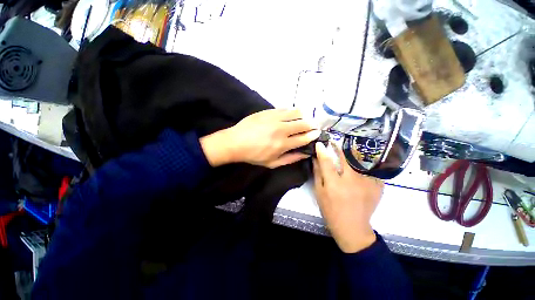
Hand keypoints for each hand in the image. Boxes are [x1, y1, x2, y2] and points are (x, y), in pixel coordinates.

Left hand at [200, 109, 319, 167]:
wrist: (235, 142)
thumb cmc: (254, 155)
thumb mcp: (272, 163)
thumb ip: (290, 159)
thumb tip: (305, 154)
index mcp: (282, 144)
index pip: (304, 138)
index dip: (313, 135)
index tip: (317, 133)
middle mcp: (281, 130)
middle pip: (303, 124)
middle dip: (312, 124)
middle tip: (314, 125)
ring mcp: (274, 118)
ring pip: (296, 112)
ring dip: (304, 115)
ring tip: (305, 118)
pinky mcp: (268, 111)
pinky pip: (285, 108)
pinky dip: (292, 111)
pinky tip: (293, 113)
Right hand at [313, 142, 383, 252]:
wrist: (353, 227)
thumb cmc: (331, 210)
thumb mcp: (319, 192)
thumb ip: (318, 174)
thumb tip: (316, 158)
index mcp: (334, 184)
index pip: (327, 162)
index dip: (323, 151)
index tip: (320, 143)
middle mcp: (352, 181)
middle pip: (345, 158)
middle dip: (338, 148)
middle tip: (333, 143)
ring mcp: (367, 183)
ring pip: (357, 163)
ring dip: (350, 158)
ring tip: (347, 158)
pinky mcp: (377, 186)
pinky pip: (368, 171)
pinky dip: (362, 169)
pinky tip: (359, 173)